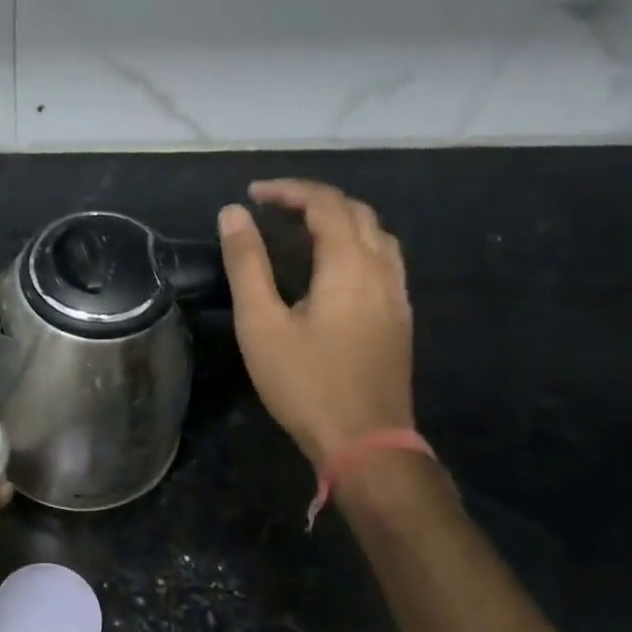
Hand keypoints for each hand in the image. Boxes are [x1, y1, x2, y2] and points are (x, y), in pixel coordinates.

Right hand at [218, 180, 414, 468]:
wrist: (365, 441)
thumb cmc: (305, 383)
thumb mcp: (262, 324)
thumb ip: (247, 265)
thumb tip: (233, 214)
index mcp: (349, 264)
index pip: (324, 203)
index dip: (288, 191)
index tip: (252, 196)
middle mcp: (382, 269)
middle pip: (356, 212)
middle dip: (314, 200)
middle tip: (273, 209)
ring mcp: (397, 294)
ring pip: (376, 235)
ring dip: (339, 221)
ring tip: (301, 232)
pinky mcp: (398, 318)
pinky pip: (383, 261)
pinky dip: (355, 246)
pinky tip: (333, 270)